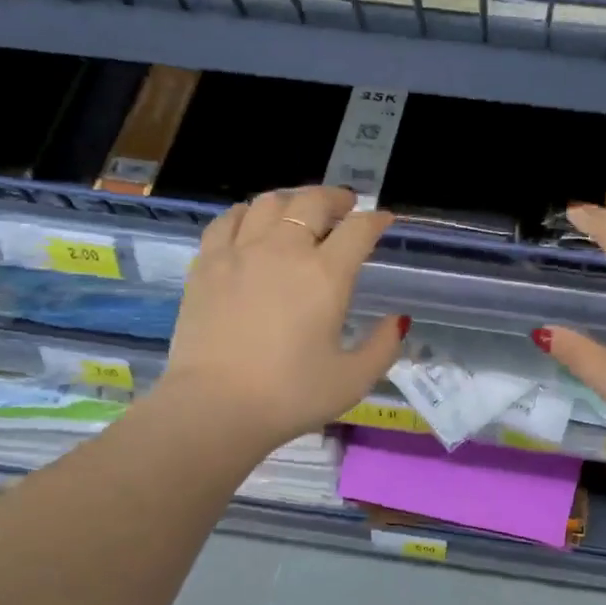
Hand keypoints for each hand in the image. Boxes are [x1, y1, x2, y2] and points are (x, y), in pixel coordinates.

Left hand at [159, 185, 407, 451]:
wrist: (215, 407)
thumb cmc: (290, 396)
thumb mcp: (353, 380)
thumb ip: (383, 346)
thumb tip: (399, 320)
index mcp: (326, 275)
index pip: (358, 230)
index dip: (376, 220)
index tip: (383, 220)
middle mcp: (284, 250)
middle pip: (313, 201)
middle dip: (336, 198)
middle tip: (346, 206)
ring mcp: (240, 252)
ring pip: (269, 202)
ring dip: (292, 200)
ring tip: (300, 211)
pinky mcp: (206, 264)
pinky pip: (227, 220)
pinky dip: (246, 213)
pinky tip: (250, 222)